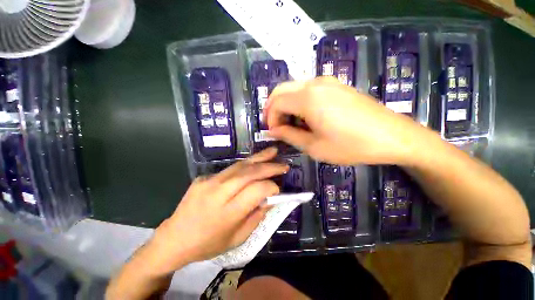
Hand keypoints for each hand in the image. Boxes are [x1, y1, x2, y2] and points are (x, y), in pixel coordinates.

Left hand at [147, 148, 287, 273]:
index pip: (257, 190)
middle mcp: (218, 192)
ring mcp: (209, 181)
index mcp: (228, 212)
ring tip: (272, 152)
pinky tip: (254, 163)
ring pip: (240, 165)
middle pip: (249, 173)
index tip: (278, 189)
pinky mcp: (203, 177)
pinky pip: (230, 169)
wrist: (173, 238)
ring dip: (258, 158)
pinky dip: (245, 165)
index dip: (271, 187)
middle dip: (269, 166)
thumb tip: (270, 198)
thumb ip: (257, 217)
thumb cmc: (208, 244)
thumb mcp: (237, 238)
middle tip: (284, 164)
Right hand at [265, 76, 424, 165]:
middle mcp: (314, 83)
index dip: (271, 119)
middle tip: (276, 126)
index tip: (274, 133)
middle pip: (281, 90)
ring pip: (293, 88)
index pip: (276, 103)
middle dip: (273, 108)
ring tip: (290, 124)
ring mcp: (327, 81)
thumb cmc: (351, 145)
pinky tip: (305, 116)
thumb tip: (272, 131)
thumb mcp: (314, 146)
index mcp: (308, 98)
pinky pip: (307, 89)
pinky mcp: (336, 85)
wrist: (392, 136)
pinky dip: (298, 101)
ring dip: (285, 104)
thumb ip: (289, 135)